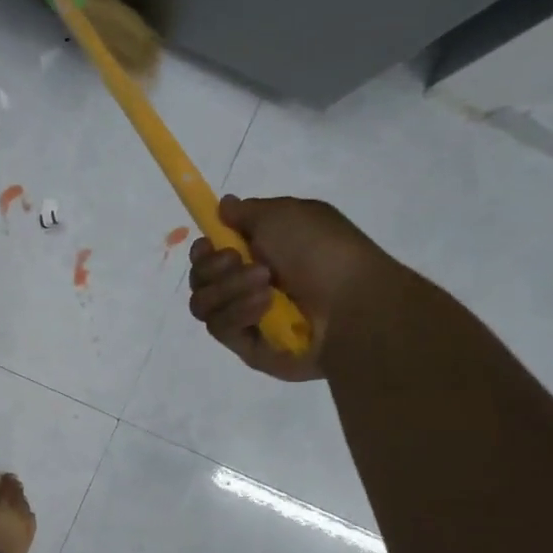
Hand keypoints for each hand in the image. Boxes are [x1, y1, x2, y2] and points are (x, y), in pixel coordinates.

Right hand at [187, 195, 394, 380]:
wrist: (353, 305)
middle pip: (199, 279)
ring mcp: (245, 317)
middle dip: (213, 266)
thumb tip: (224, 206)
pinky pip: (219, 327)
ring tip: (265, 283)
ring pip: (202, 303)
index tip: (210, 243)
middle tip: (237, 260)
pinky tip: (265, 305)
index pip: (209, 255)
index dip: (203, 249)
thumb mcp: (286, 214)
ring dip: (229, 287)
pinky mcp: (246, 346)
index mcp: (259, 253)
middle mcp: (247, 286)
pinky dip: (238, 311)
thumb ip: (247, 211)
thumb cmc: (323, 252)